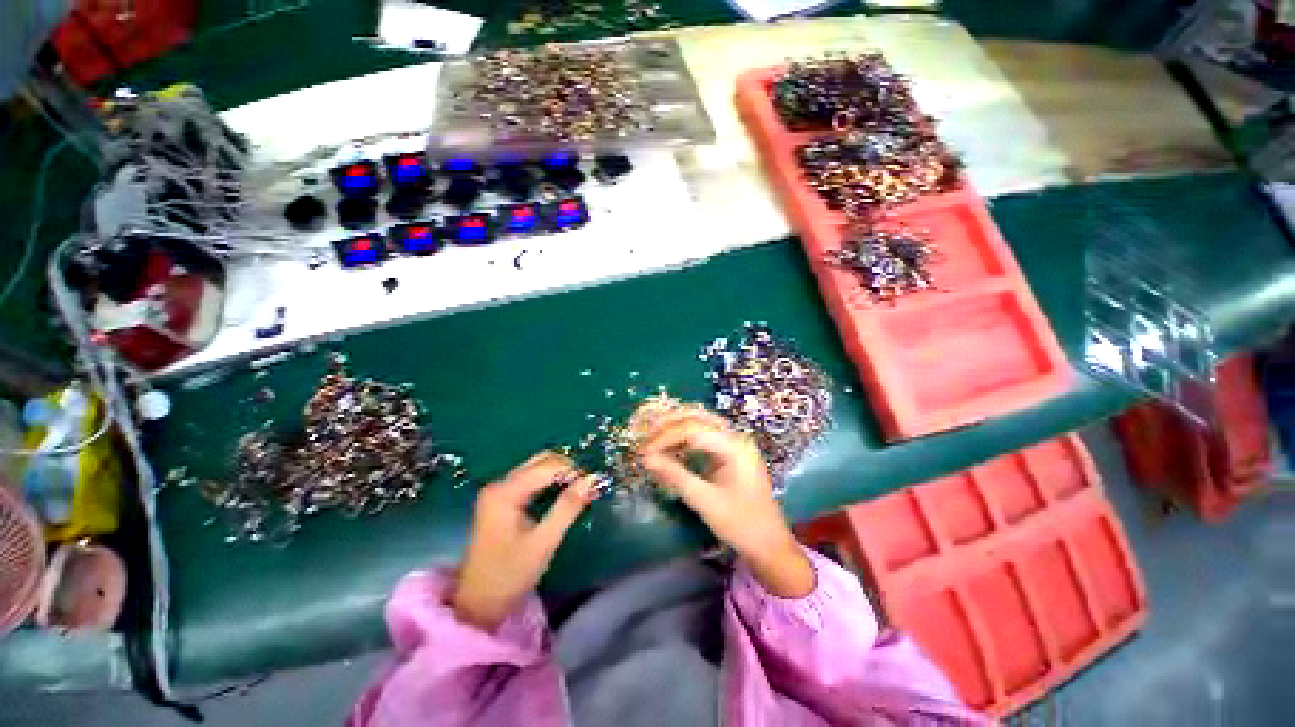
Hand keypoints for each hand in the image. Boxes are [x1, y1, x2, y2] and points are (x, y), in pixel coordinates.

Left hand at [451, 451, 595, 631]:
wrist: (478, 605)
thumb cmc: (510, 574)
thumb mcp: (544, 541)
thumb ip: (568, 507)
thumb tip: (593, 479)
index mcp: (505, 492)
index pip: (546, 466)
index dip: (573, 471)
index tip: (593, 483)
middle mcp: (499, 484)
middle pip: (539, 460)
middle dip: (566, 468)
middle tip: (587, 484)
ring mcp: (498, 491)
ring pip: (536, 467)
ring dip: (559, 473)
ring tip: (579, 488)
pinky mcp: (501, 500)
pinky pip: (530, 479)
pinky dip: (549, 481)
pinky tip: (562, 493)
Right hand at [638, 409, 814, 598]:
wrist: (770, 544)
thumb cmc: (741, 524)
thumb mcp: (706, 502)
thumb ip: (676, 476)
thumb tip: (646, 459)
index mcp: (735, 447)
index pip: (693, 430)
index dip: (665, 437)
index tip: (645, 452)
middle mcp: (735, 437)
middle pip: (698, 416)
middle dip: (670, 423)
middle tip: (647, 436)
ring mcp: (734, 443)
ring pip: (701, 422)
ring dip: (676, 426)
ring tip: (654, 438)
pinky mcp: (730, 453)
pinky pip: (704, 435)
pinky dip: (685, 437)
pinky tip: (671, 446)